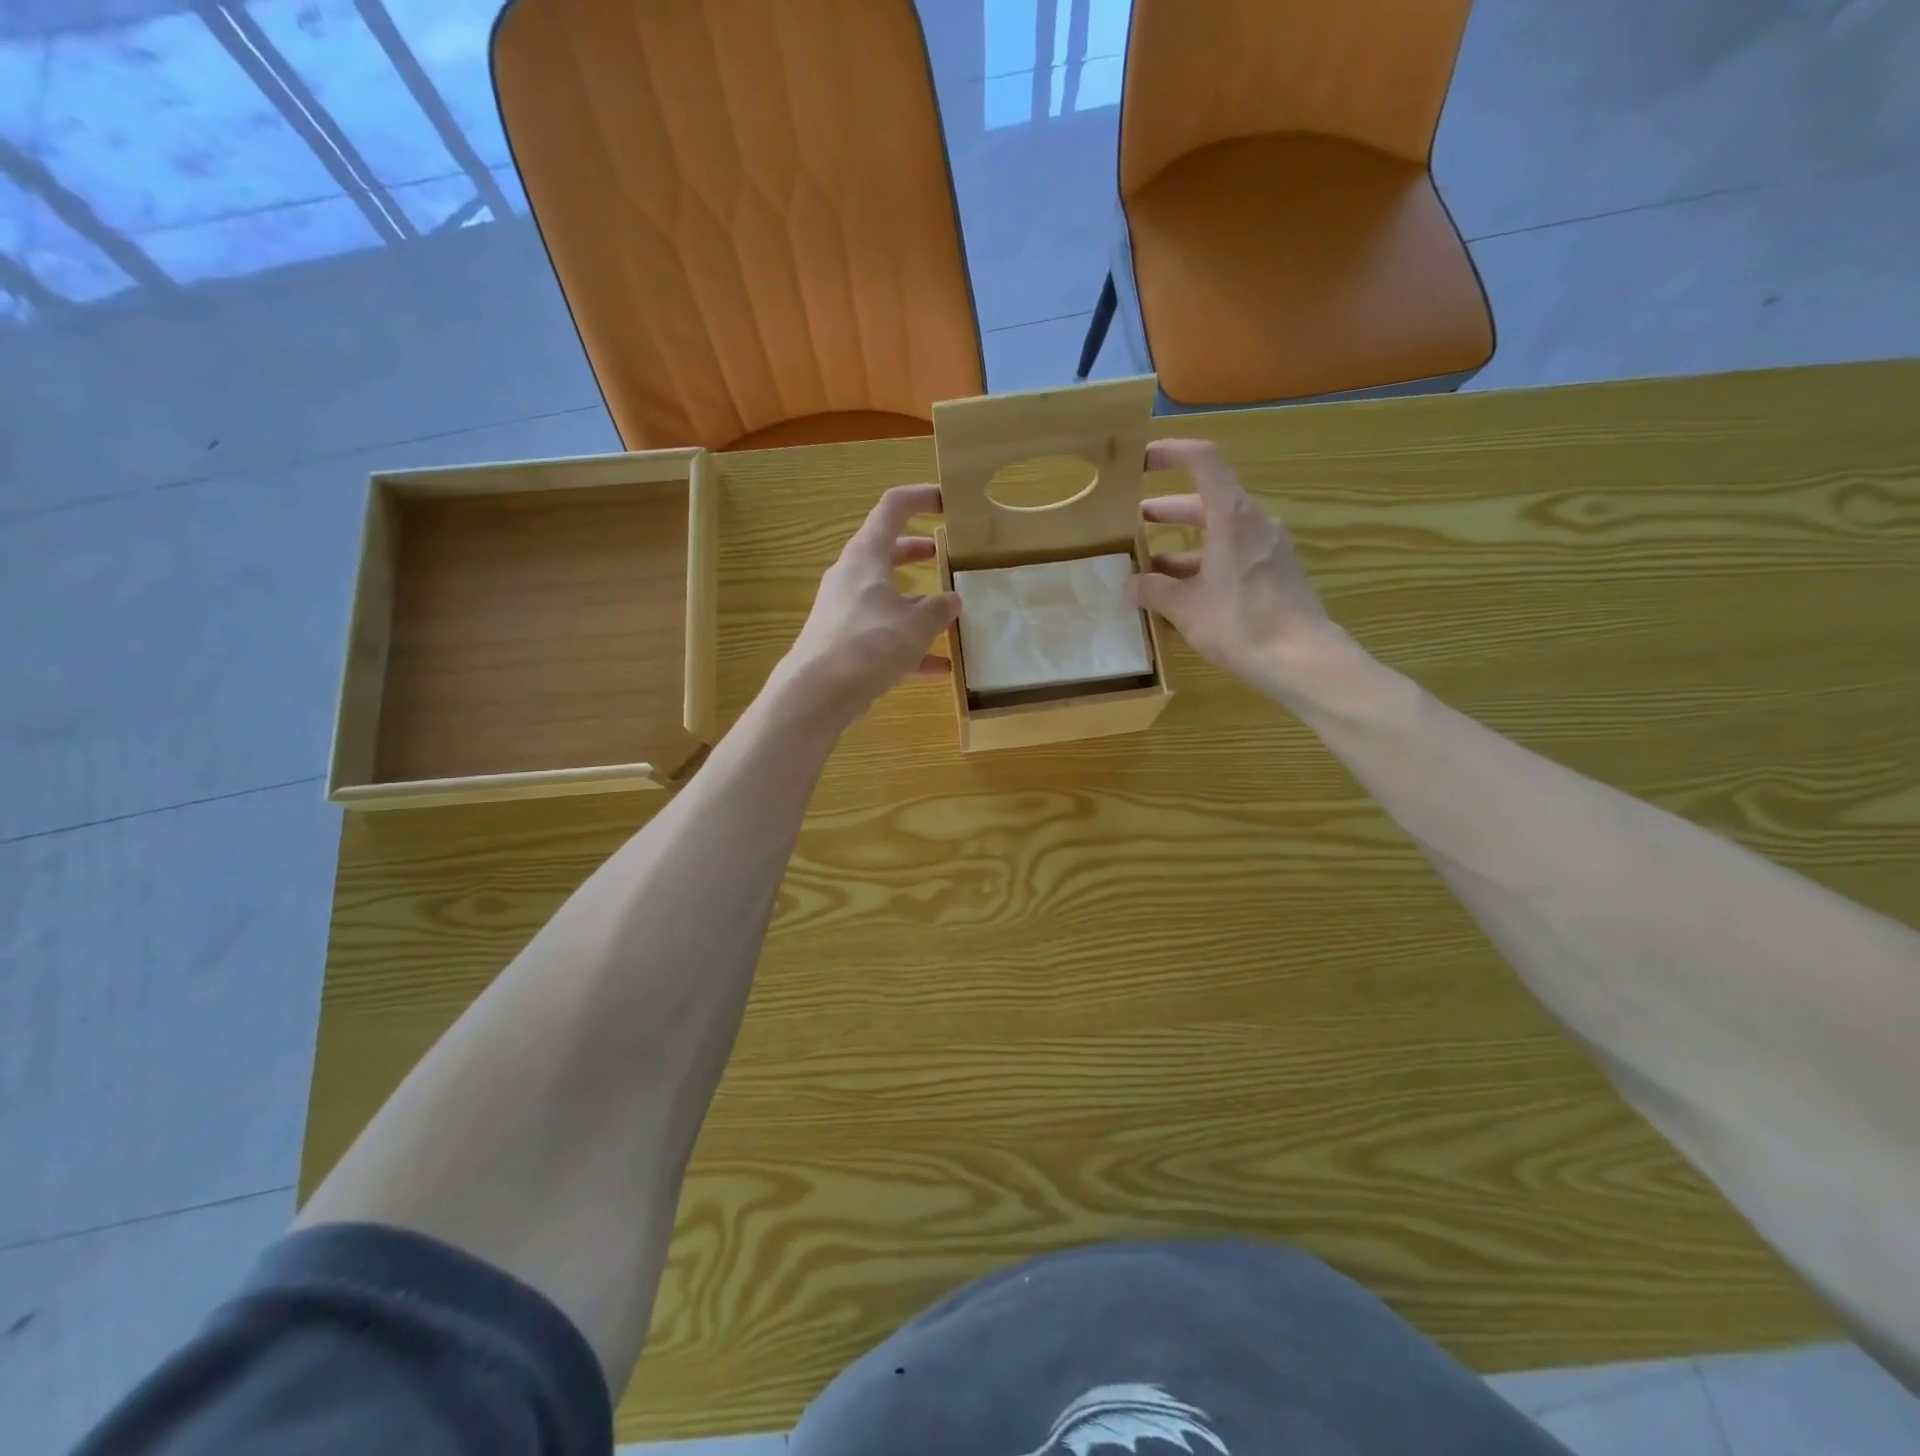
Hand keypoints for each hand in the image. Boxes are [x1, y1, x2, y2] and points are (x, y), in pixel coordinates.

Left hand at [777, 483, 959, 724]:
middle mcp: (852, 577)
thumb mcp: (916, 625)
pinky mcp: (846, 644)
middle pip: (888, 552)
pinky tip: (940, 667)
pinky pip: (885, 636)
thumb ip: (939, 610)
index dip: (920, 498)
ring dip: (917, 601)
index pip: (892, 509)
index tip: (948, 501)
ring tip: (951, 612)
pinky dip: (910, 645)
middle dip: (918, 551)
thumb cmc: (869, 645)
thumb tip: (952, 601)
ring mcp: (846, 611)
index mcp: (866, 556)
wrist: (818, 693)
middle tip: (948, 554)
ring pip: (887, 596)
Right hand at [1124, 439, 1339, 685]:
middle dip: (1168, 510)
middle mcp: (1253, 522)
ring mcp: (1269, 547)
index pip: (1203, 462)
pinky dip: (1205, 563)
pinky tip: (1184, 593)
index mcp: (1232, 516)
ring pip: (1220, 533)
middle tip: (1135, 520)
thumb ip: (1153, 591)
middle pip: (1208, 501)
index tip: (1144, 460)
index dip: (1172, 453)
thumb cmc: (1240, 623)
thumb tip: (1128, 586)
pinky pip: (1234, 555)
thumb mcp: (1185, 608)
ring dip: (1184, 544)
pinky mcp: (1276, 572)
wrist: (1301, 658)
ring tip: (1151, 567)